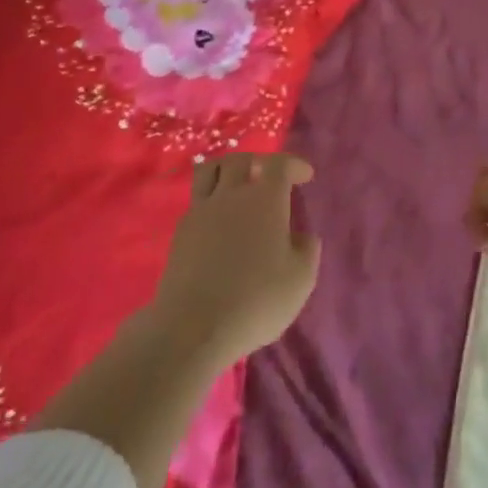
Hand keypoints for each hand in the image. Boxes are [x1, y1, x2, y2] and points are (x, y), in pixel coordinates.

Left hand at [150, 152, 320, 367]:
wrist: (193, 327)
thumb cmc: (256, 300)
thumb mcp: (300, 280)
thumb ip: (306, 250)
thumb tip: (302, 236)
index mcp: (265, 199)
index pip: (279, 164)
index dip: (294, 164)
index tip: (306, 175)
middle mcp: (231, 195)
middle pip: (241, 160)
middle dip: (259, 162)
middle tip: (270, 177)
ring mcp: (201, 211)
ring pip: (211, 171)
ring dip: (228, 170)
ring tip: (239, 185)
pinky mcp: (181, 232)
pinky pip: (198, 199)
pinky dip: (212, 198)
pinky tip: (221, 220)